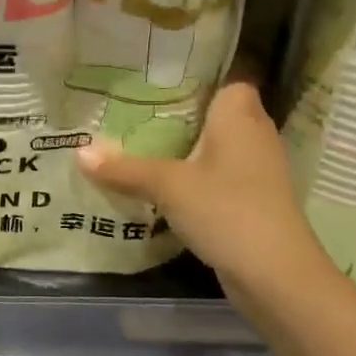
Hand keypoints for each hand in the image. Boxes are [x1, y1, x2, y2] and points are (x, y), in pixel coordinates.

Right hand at [76, 82, 328, 304]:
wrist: (276, 276)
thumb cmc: (227, 210)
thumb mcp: (168, 186)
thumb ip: (124, 167)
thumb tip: (79, 152)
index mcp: (240, 117)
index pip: (226, 80)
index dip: (197, 79)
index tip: (157, 81)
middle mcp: (255, 136)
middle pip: (216, 114)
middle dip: (181, 115)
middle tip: (135, 112)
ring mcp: (257, 171)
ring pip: (216, 148)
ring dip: (185, 149)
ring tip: (139, 144)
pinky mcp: (252, 201)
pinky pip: (218, 176)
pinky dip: (194, 177)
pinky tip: (162, 184)